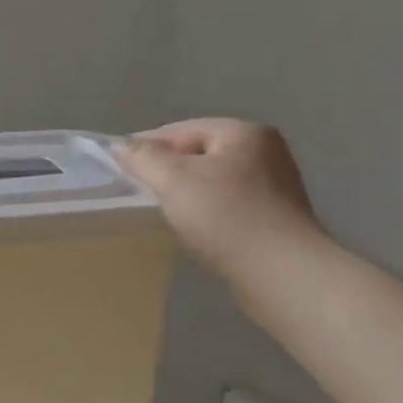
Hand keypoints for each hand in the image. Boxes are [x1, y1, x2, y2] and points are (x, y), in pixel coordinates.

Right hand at [115, 119, 321, 278]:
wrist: (282, 273)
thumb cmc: (225, 216)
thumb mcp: (173, 179)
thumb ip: (143, 157)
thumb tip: (120, 146)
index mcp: (243, 132)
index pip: (181, 129)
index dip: (146, 146)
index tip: (120, 169)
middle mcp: (265, 150)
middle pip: (199, 153)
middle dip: (168, 170)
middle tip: (140, 192)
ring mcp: (276, 184)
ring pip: (213, 180)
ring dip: (187, 192)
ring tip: (165, 212)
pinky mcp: (277, 216)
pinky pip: (229, 204)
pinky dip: (208, 211)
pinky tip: (195, 229)